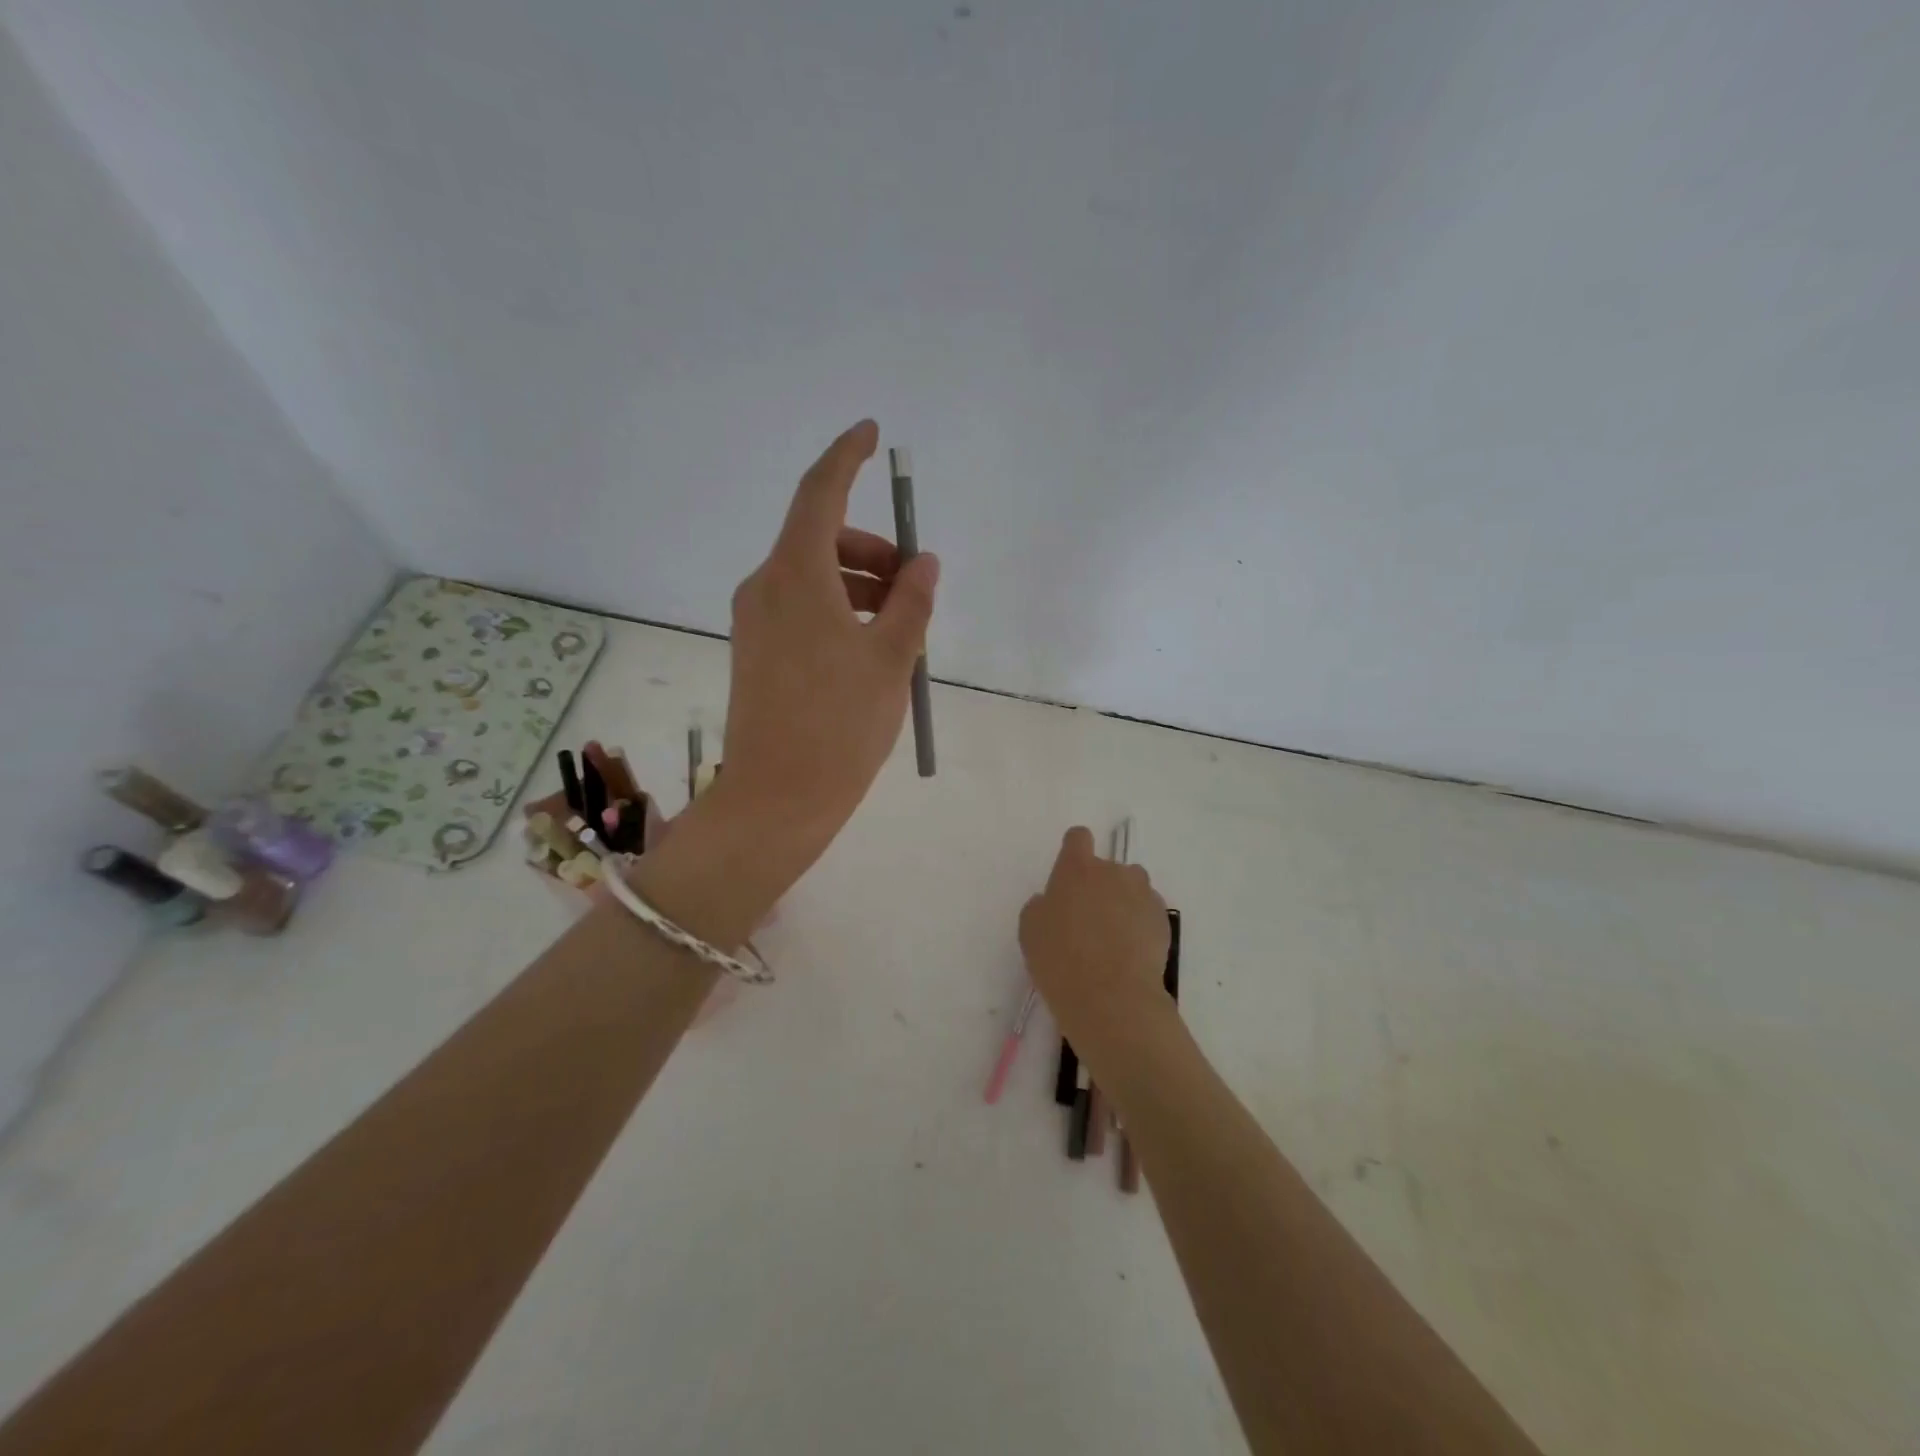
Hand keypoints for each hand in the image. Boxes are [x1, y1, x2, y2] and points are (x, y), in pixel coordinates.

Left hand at [711, 420, 938, 885]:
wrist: (777, 799)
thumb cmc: (840, 725)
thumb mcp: (892, 660)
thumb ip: (912, 602)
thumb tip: (923, 564)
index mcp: (795, 576)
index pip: (819, 493)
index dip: (846, 457)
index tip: (871, 434)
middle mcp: (765, 587)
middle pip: (821, 538)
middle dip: (873, 548)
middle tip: (917, 583)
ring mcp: (755, 621)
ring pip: (813, 576)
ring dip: (860, 582)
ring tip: (904, 625)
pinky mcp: (756, 651)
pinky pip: (802, 608)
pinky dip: (839, 608)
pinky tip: (871, 646)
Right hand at [1019, 827, 1171, 1042]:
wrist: (1112, 997)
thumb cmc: (1061, 960)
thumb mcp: (1031, 930)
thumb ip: (1042, 905)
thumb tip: (1053, 902)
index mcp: (1076, 868)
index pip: (1078, 838)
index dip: (1073, 851)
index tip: (1069, 874)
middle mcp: (1113, 872)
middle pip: (1107, 867)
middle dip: (1099, 886)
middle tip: (1088, 921)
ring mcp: (1143, 894)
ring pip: (1132, 888)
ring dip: (1123, 902)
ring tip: (1113, 937)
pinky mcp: (1163, 920)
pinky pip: (1148, 912)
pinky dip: (1140, 925)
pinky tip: (1130, 953)